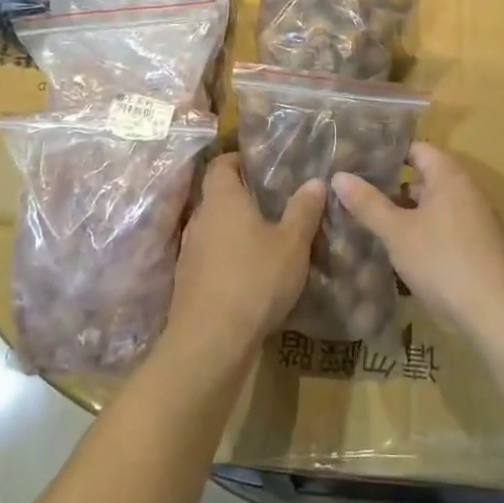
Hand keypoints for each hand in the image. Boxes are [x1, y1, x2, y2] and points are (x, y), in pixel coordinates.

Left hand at [166, 154, 324, 366]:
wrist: (210, 343)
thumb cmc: (254, 279)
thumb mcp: (292, 243)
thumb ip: (303, 210)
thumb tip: (315, 181)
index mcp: (222, 198)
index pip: (221, 163)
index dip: (238, 159)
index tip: (261, 163)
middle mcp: (200, 219)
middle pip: (217, 196)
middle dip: (242, 196)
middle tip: (273, 200)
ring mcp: (189, 252)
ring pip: (213, 228)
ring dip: (234, 230)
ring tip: (265, 236)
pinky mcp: (188, 283)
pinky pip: (210, 257)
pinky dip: (227, 258)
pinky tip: (250, 273)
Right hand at [332, 143, 503, 336]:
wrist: (498, 314)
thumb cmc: (443, 261)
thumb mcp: (397, 233)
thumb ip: (368, 203)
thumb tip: (338, 175)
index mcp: (449, 175)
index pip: (416, 149)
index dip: (387, 153)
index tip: (358, 161)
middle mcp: (467, 190)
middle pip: (425, 178)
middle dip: (392, 188)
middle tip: (358, 196)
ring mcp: (478, 219)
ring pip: (434, 207)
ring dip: (407, 215)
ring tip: (373, 225)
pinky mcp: (481, 247)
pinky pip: (446, 229)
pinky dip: (424, 234)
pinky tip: (403, 254)